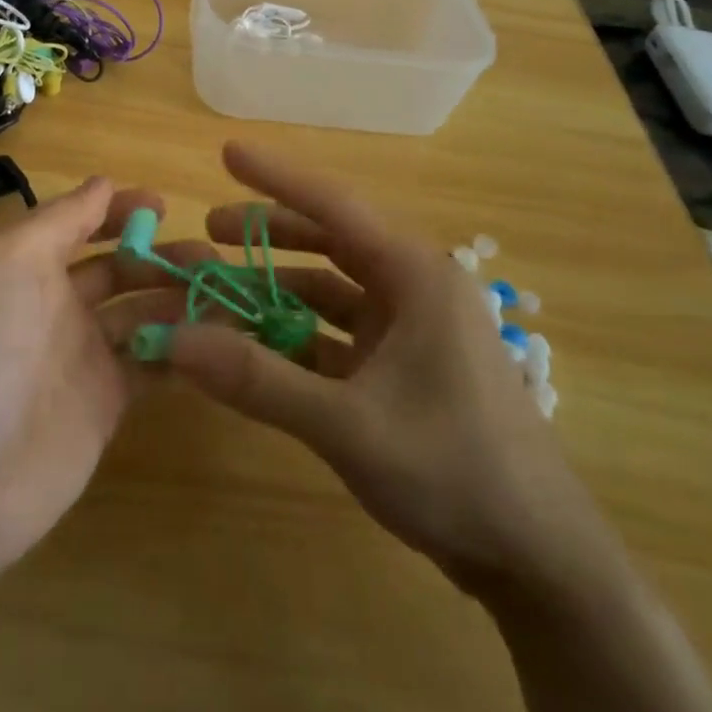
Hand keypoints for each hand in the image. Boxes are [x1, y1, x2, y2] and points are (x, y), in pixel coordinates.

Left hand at [0, 178, 201, 595]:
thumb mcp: (4, 263)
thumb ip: (58, 221)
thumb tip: (102, 183)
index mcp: (28, 265)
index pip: (82, 222)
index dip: (121, 210)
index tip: (166, 207)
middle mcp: (57, 304)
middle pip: (122, 268)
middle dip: (164, 256)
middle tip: (212, 259)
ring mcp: (82, 357)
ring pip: (145, 314)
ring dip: (182, 299)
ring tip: (228, 293)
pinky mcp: (105, 405)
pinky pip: (153, 365)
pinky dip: (185, 350)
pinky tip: (221, 341)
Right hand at [164, 143, 608, 599]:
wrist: (537, 560)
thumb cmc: (454, 471)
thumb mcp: (346, 425)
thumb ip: (257, 379)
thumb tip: (174, 339)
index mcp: (416, 276)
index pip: (335, 206)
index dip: (277, 177)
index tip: (228, 151)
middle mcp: (414, 289)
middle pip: (331, 241)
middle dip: (269, 234)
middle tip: (210, 228)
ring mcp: (410, 330)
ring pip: (331, 289)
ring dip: (277, 287)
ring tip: (221, 285)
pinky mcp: (402, 367)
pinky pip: (337, 334)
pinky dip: (295, 334)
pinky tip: (254, 343)